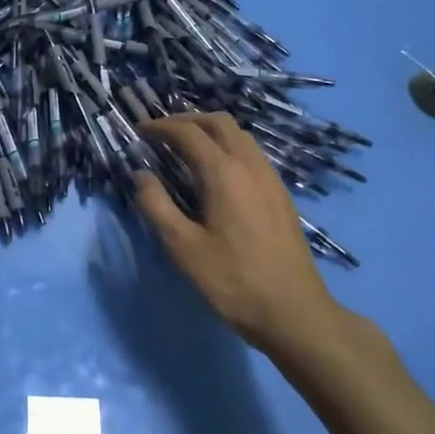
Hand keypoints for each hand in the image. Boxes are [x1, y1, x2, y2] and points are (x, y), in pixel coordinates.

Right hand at [134, 113, 366, 358]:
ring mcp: (270, 178)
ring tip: (186, 148)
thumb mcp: (183, 247)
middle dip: (187, 120)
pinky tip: (216, 172)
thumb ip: (156, 205)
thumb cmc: (233, 281)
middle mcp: (250, 165)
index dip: (160, 127)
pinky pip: (251, 153)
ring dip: (210, 131)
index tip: (139, 130)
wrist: (295, 313)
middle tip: (161, 134)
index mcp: (223, 173)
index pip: (188, 133)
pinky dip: (227, 147)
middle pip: (218, 122)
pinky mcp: (280, 195)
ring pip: (239, 135)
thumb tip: (140, 175)